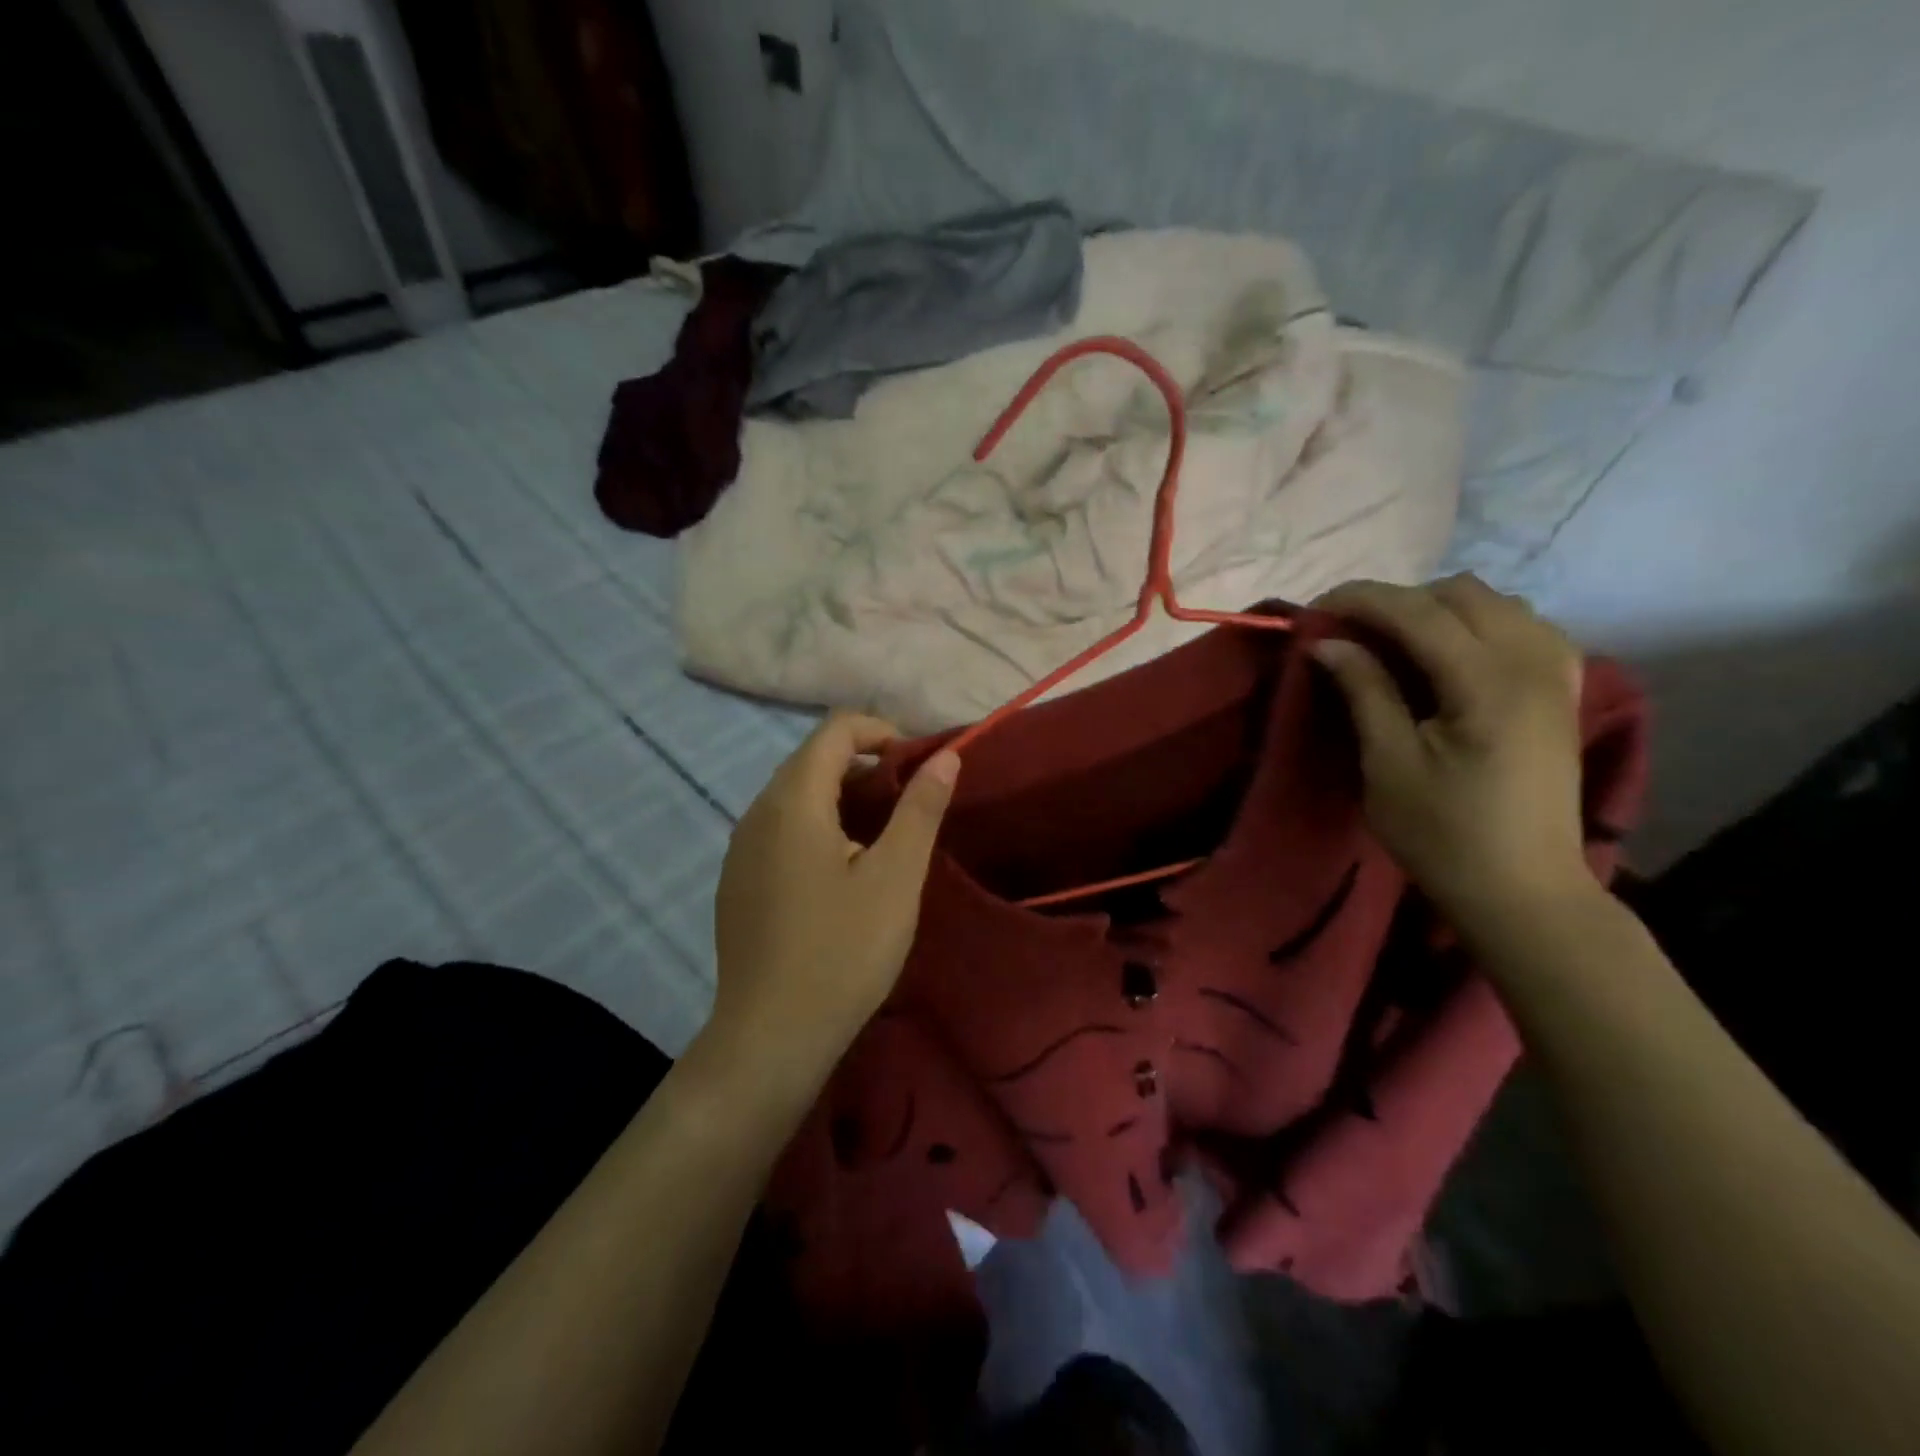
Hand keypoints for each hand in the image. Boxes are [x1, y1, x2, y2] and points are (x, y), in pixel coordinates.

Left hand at [708, 712, 958, 1080]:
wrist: (770, 1037)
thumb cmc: (842, 951)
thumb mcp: (895, 877)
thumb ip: (920, 809)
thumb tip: (945, 757)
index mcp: (793, 801)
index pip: (834, 730)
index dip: (881, 732)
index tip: (917, 765)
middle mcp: (756, 812)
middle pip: (812, 759)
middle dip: (864, 764)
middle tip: (908, 801)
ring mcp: (740, 849)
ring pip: (794, 796)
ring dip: (841, 797)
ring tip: (882, 835)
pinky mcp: (738, 880)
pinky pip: (779, 829)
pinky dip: (816, 826)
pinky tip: (840, 872)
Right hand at [1310, 575, 1595, 930]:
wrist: (1522, 889)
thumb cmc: (1443, 834)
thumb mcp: (1388, 765)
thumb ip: (1365, 691)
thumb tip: (1327, 643)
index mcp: (1488, 684)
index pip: (1419, 611)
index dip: (1360, 600)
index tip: (1313, 611)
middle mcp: (1533, 663)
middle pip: (1461, 593)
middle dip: (1397, 600)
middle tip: (1350, 632)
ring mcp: (1557, 675)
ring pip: (1497, 602)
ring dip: (1438, 609)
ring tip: (1395, 641)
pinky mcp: (1562, 691)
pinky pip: (1523, 626)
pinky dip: (1477, 624)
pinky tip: (1450, 655)